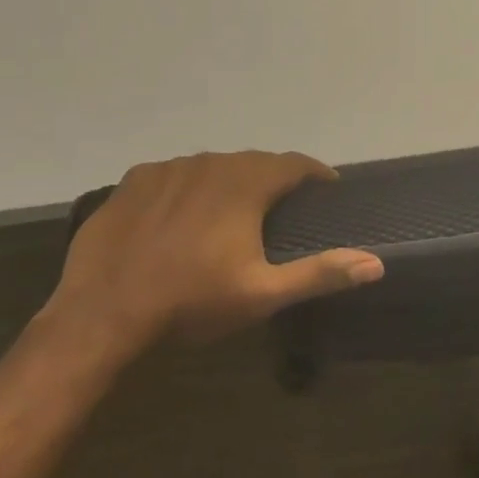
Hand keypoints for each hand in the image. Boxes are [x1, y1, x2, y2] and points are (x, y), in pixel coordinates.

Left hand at [47, 151, 383, 353]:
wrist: (101, 315)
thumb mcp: (263, 293)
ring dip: (230, 181)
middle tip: (280, 209)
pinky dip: (188, 187)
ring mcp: (169, 168)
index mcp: (247, 183)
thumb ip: (321, 272)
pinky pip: (174, 174)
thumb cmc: (191, 302)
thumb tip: (377, 263)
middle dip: (273, 180)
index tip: (326, 190)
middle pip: (255, 162)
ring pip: (213, 165)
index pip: (295, 163)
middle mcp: (212, 163)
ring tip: (231, 212)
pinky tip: (181, 215)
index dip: (315, 174)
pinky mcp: (133, 181)